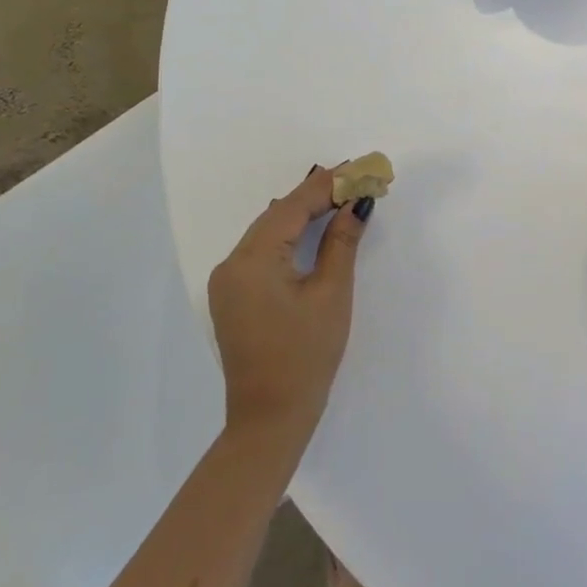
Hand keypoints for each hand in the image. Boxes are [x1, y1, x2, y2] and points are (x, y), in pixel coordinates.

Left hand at [209, 167, 371, 447]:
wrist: (270, 419)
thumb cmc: (306, 355)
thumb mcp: (331, 295)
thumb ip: (341, 242)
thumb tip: (356, 205)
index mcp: (252, 260)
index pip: (292, 207)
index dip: (327, 185)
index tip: (358, 167)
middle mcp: (232, 264)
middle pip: (278, 215)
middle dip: (317, 195)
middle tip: (356, 179)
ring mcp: (228, 281)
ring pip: (269, 231)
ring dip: (303, 214)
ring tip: (340, 197)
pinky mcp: (234, 296)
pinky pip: (262, 251)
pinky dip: (289, 236)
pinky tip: (312, 229)